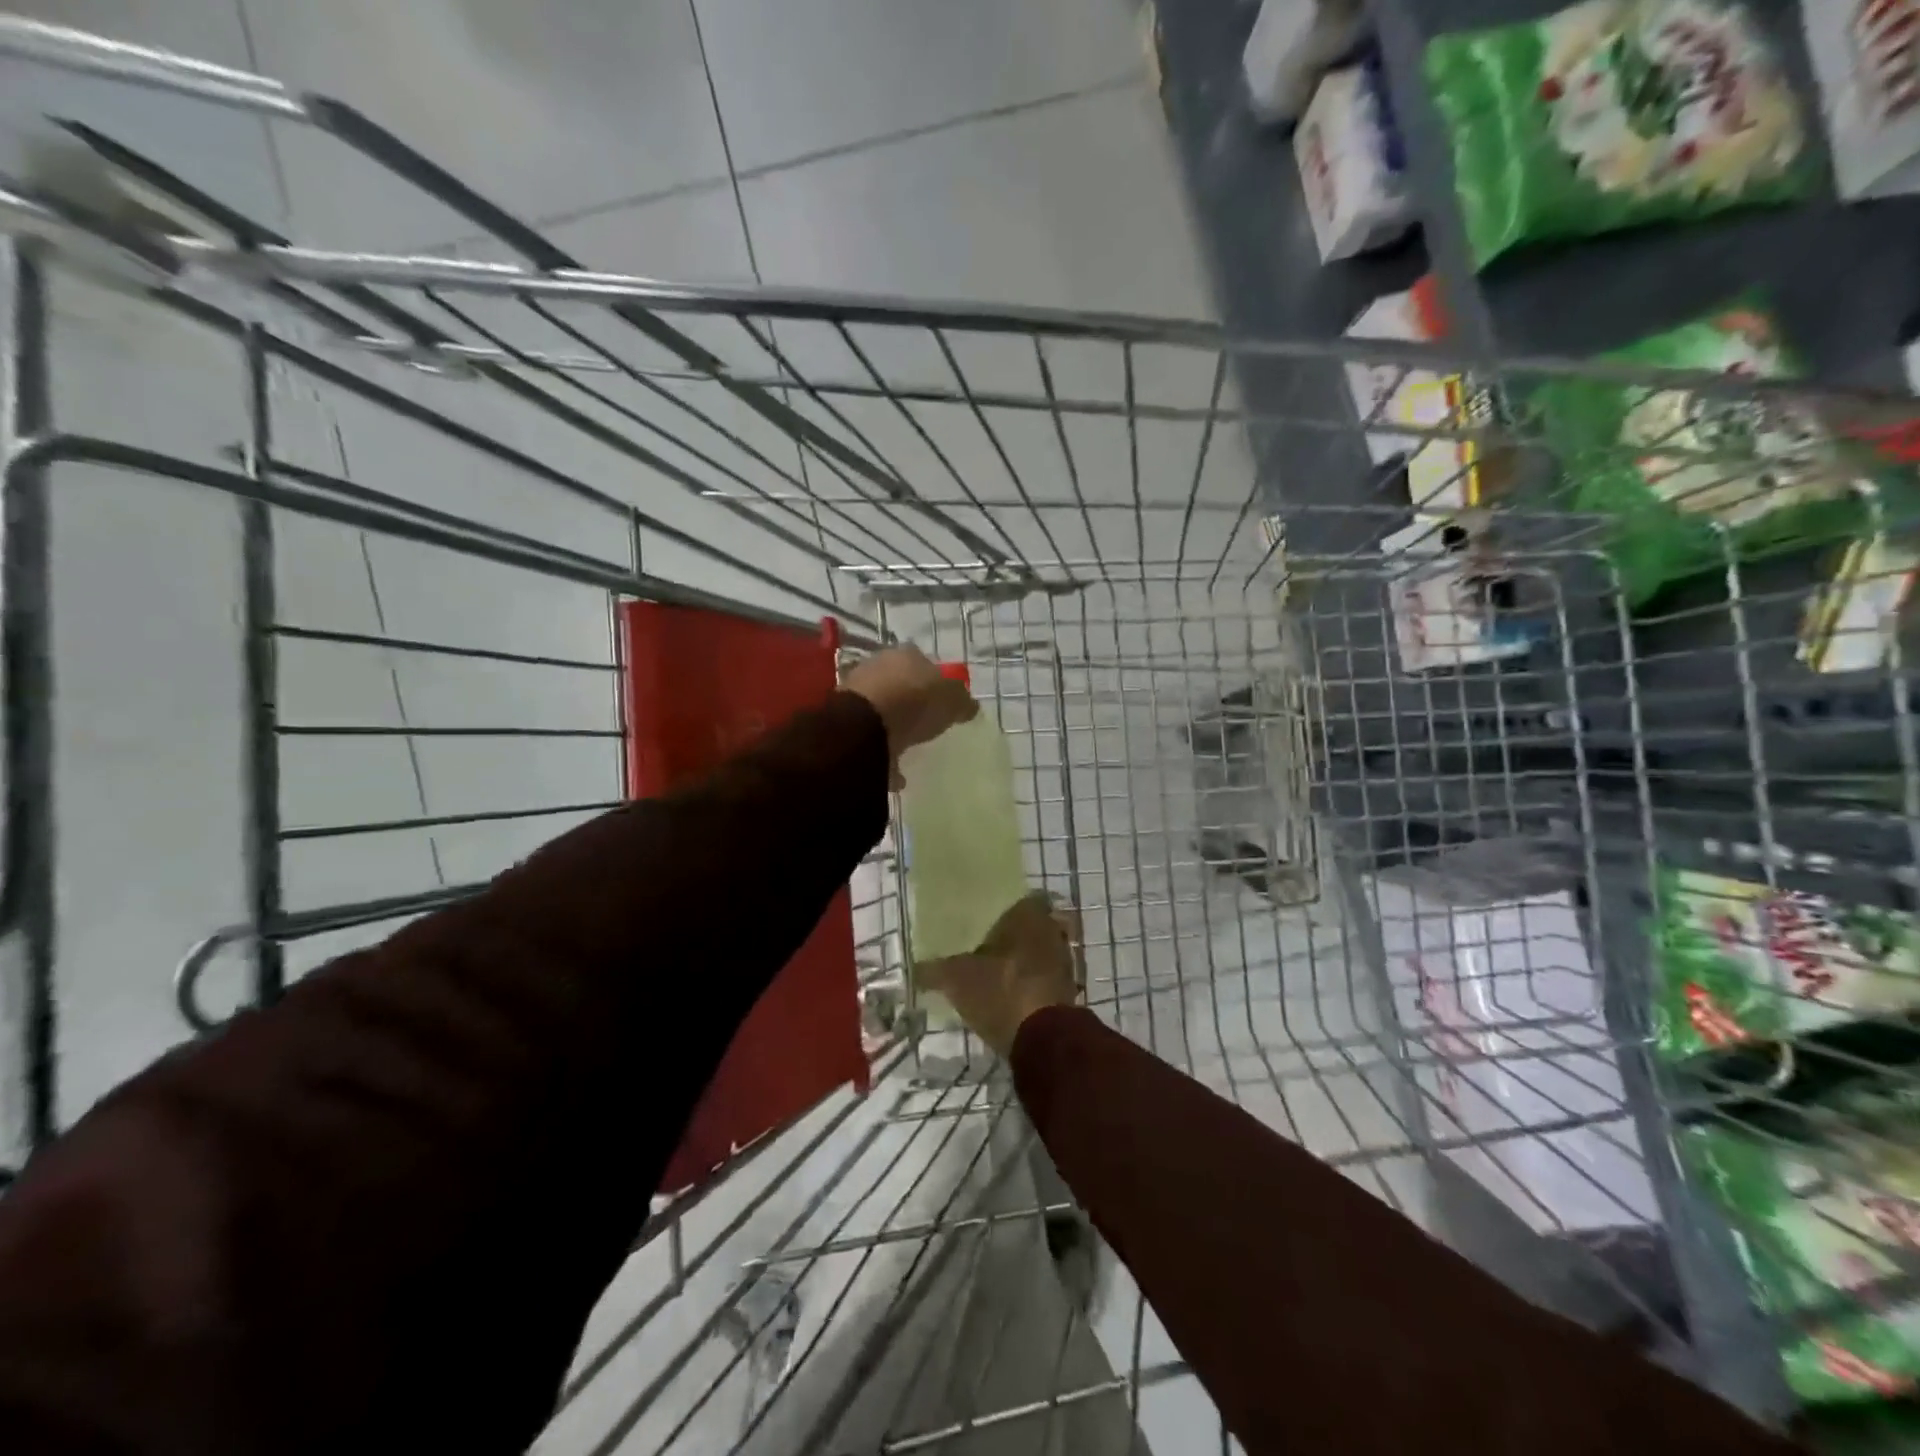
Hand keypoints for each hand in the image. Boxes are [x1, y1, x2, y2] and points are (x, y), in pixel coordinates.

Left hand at [844, 645, 977, 788]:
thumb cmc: (915, 701)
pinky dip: (881, 752)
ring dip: (892, 726)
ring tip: (908, 747)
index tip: (943, 702)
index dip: (935, 680)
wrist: (865, 725)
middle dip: (910, 700)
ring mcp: (856, 691)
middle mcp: (877, 666)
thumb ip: (962, 701)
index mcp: (905, 654)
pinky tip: (895, 771)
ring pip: (881, 708)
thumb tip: (969, 706)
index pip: (924, 662)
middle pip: (899, 683)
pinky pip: (869, 737)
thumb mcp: (952, 699)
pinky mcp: (843, 719)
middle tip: (926, 722)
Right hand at [920, 892, 1081, 1056]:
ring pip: (1041, 953)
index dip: (1004, 908)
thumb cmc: (1001, 991)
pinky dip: (1031, 984)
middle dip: (1012, 937)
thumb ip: (934, 971)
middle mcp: (1052, 931)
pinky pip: (1045, 978)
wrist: (1045, 1041)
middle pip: (1032, 927)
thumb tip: (914, 969)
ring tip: (995, 974)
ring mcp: (1065, 963)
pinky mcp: (1069, 993)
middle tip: (985, 947)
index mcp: (1030, 915)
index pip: (1021, 898)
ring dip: (1023, 962)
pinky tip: (1009, 997)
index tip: (984, 920)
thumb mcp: (956, 979)